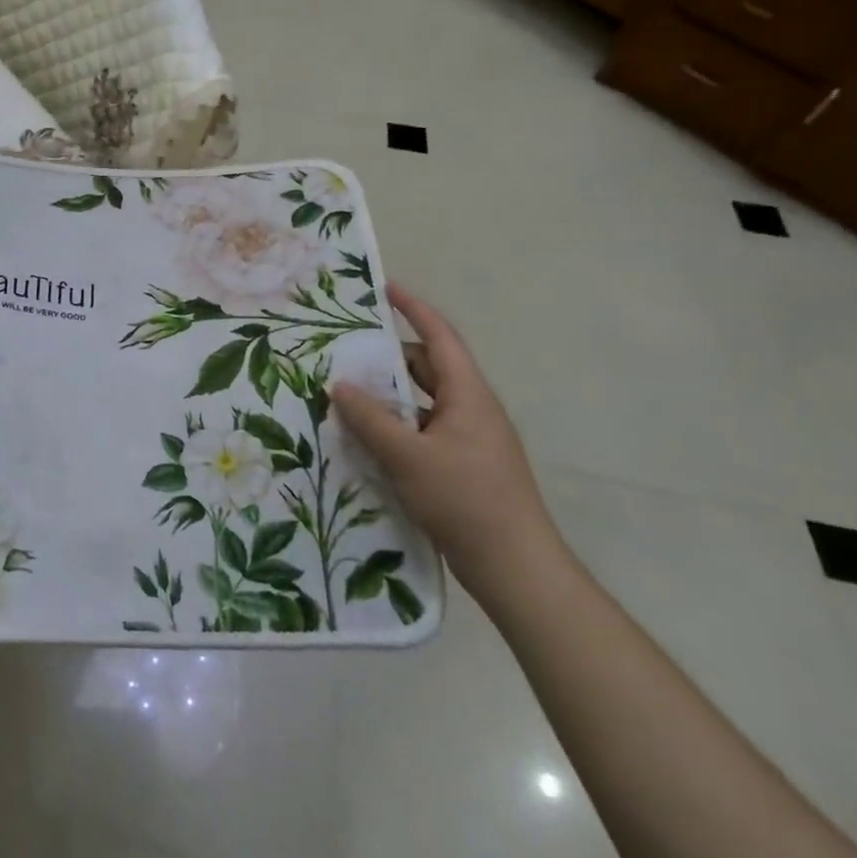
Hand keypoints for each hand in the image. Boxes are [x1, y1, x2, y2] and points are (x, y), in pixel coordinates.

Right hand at [332, 282, 564, 601]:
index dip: (413, 309)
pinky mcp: (464, 466)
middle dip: (389, 358)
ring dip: (390, 397)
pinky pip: (424, 431)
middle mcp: (472, 409)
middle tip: (347, 351)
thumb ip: (371, 419)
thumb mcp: (408, 457)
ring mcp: (471, 439)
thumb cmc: (466, 500)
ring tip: (348, 395)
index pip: (439, 336)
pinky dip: (397, 427)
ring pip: (423, 403)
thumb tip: (339, 386)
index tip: (385, 289)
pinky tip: (368, 441)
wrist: (517, 568)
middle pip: (428, 369)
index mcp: (468, 394)